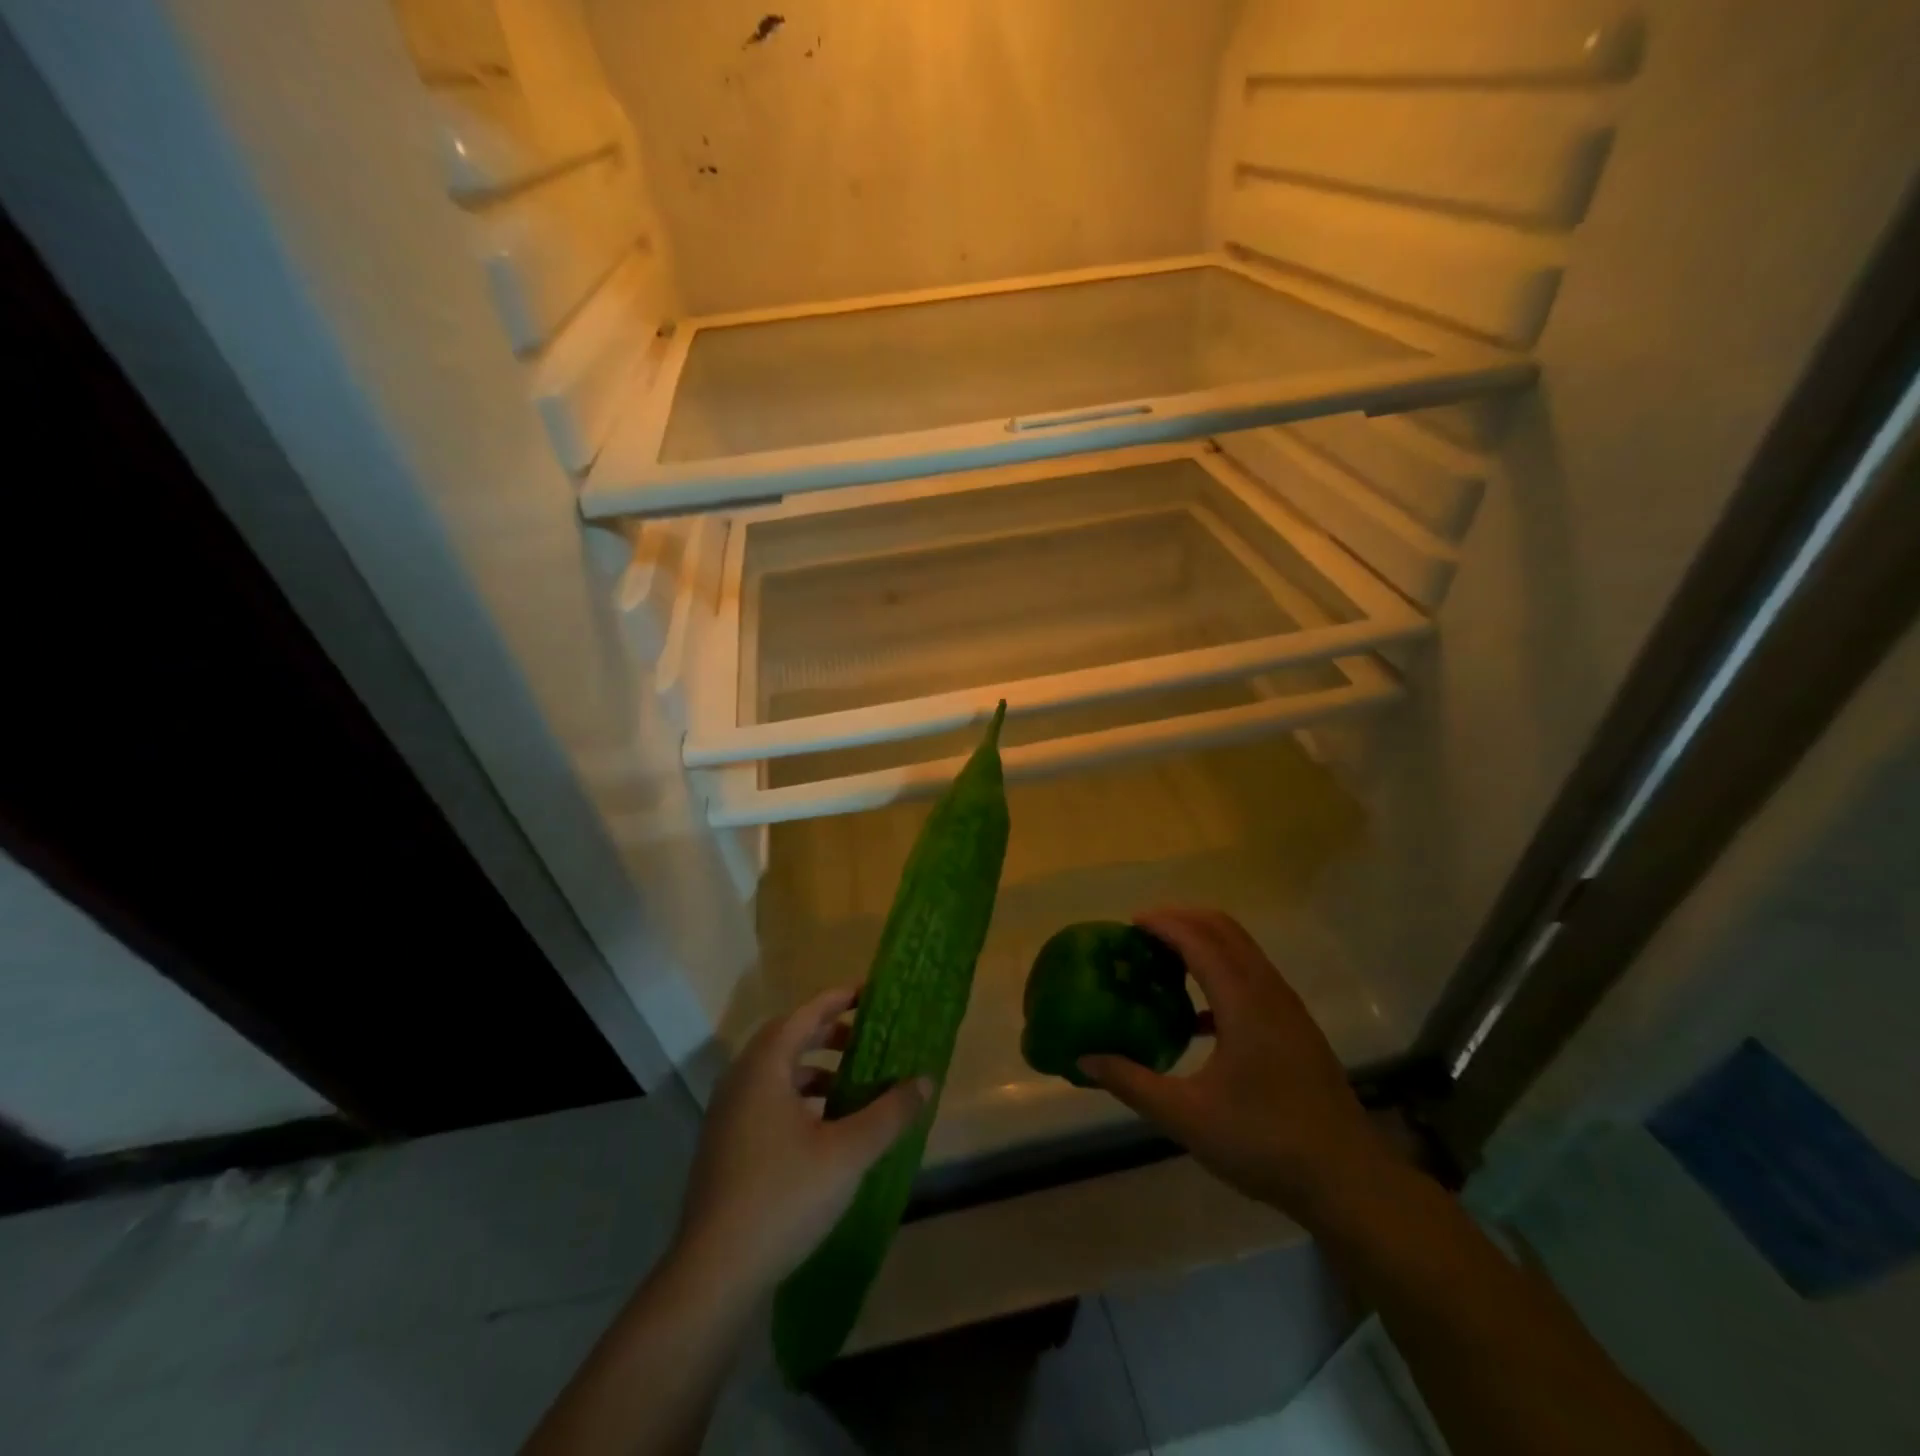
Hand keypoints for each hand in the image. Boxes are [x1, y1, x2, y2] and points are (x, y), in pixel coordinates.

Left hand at [672, 986, 929, 1296]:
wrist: (713, 1274)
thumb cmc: (783, 1198)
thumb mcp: (848, 1153)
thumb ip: (889, 1113)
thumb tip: (925, 1080)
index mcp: (764, 1068)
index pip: (804, 1014)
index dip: (837, 999)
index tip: (868, 992)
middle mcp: (740, 1081)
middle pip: (786, 1039)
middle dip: (827, 1033)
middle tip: (866, 1036)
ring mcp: (727, 1115)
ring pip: (775, 1073)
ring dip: (813, 1068)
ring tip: (850, 1084)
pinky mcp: (724, 1146)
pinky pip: (765, 1100)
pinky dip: (797, 1097)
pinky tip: (823, 1128)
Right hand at [1080, 908, 1399, 1221]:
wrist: (1348, 1181)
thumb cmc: (1264, 1142)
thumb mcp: (1187, 1116)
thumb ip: (1132, 1082)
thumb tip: (1085, 1058)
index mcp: (1243, 1001)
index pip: (1198, 939)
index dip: (1162, 924)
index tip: (1128, 925)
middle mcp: (1268, 991)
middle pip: (1224, 930)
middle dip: (1182, 921)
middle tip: (1142, 937)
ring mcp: (1287, 1009)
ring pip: (1242, 950)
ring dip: (1203, 943)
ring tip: (1164, 963)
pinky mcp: (1295, 1029)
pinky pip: (1252, 977)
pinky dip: (1221, 971)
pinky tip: (1196, 1016)